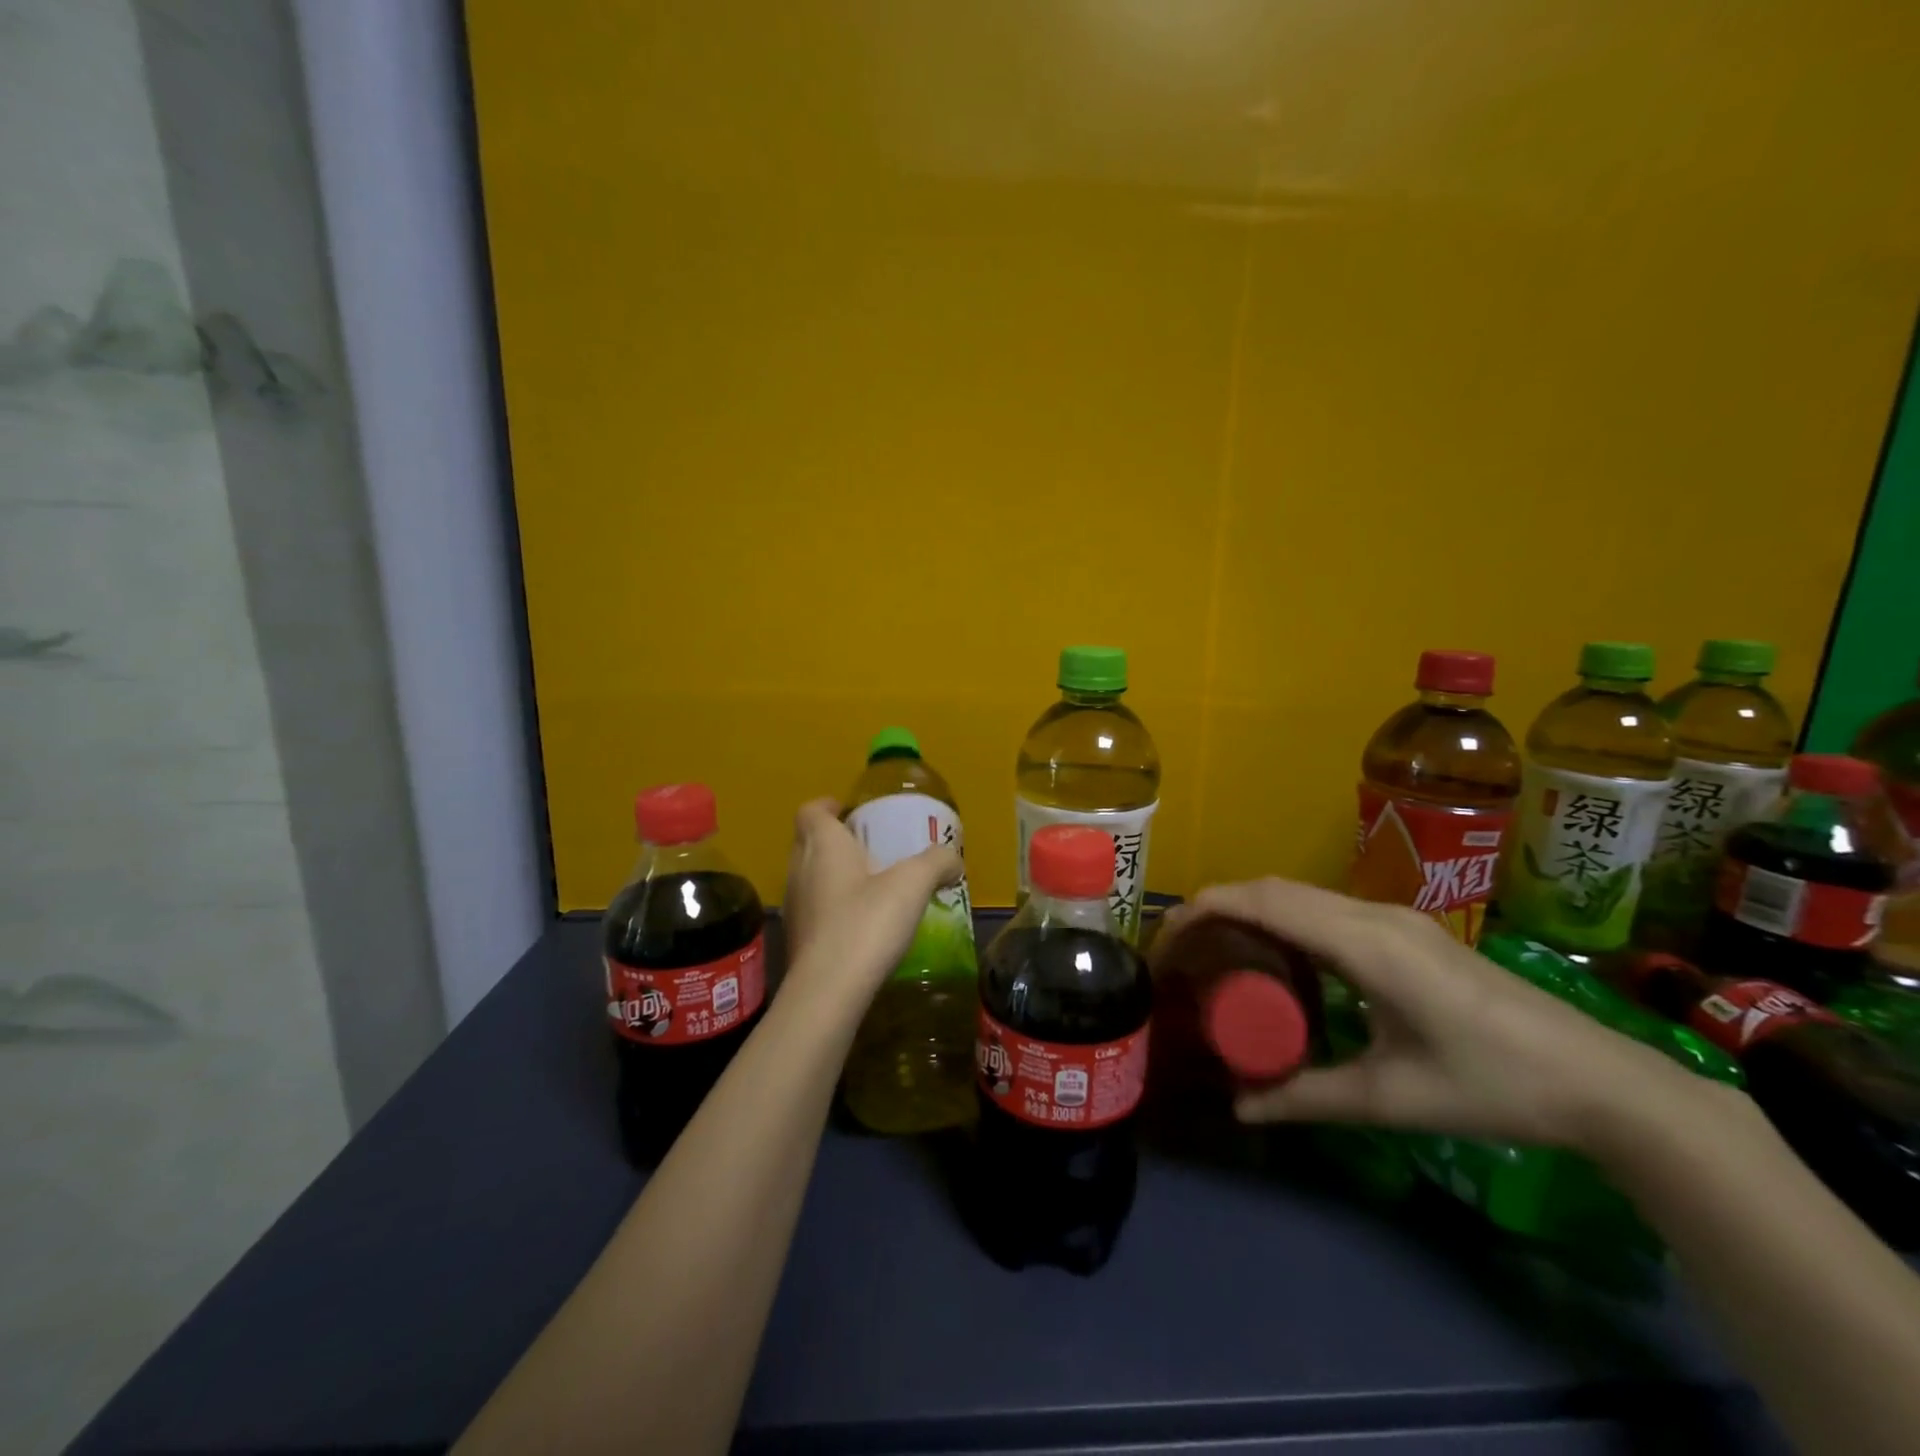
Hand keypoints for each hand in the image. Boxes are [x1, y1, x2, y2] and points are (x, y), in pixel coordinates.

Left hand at [780, 799, 962, 1006]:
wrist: (829, 991)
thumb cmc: (866, 922)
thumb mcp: (913, 884)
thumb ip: (936, 862)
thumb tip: (953, 859)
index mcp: (823, 845)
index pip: (811, 811)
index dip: (827, 806)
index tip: (848, 810)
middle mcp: (800, 869)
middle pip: (807, 841)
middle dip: (833, 839)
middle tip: (867, 846)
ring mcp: (794, 906)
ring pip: (809, 876)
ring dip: (832, 875)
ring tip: (868, 884)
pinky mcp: (796, 940)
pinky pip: (813, 909)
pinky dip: (832, 907)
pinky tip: (861, 923)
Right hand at [1156, 879, 1707, 1152]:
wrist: (1602, 1080)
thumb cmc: (1493, 1085)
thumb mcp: (1391, 1098)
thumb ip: (1308, 1098)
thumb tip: (1241, 1108)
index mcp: (1364, 943)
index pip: (1265, 902)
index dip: (1207, 909)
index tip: (1169, 938)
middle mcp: (1372, 914)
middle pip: (1273, 888)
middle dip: (1218, 906)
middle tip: (1182, 949)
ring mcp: (1393, 917)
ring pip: (1298, 893)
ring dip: (1250, 909)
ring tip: (1218, 950)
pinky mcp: (1406, 930)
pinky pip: (1324, 907)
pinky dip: (1283, 917)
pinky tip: (1279, 956)